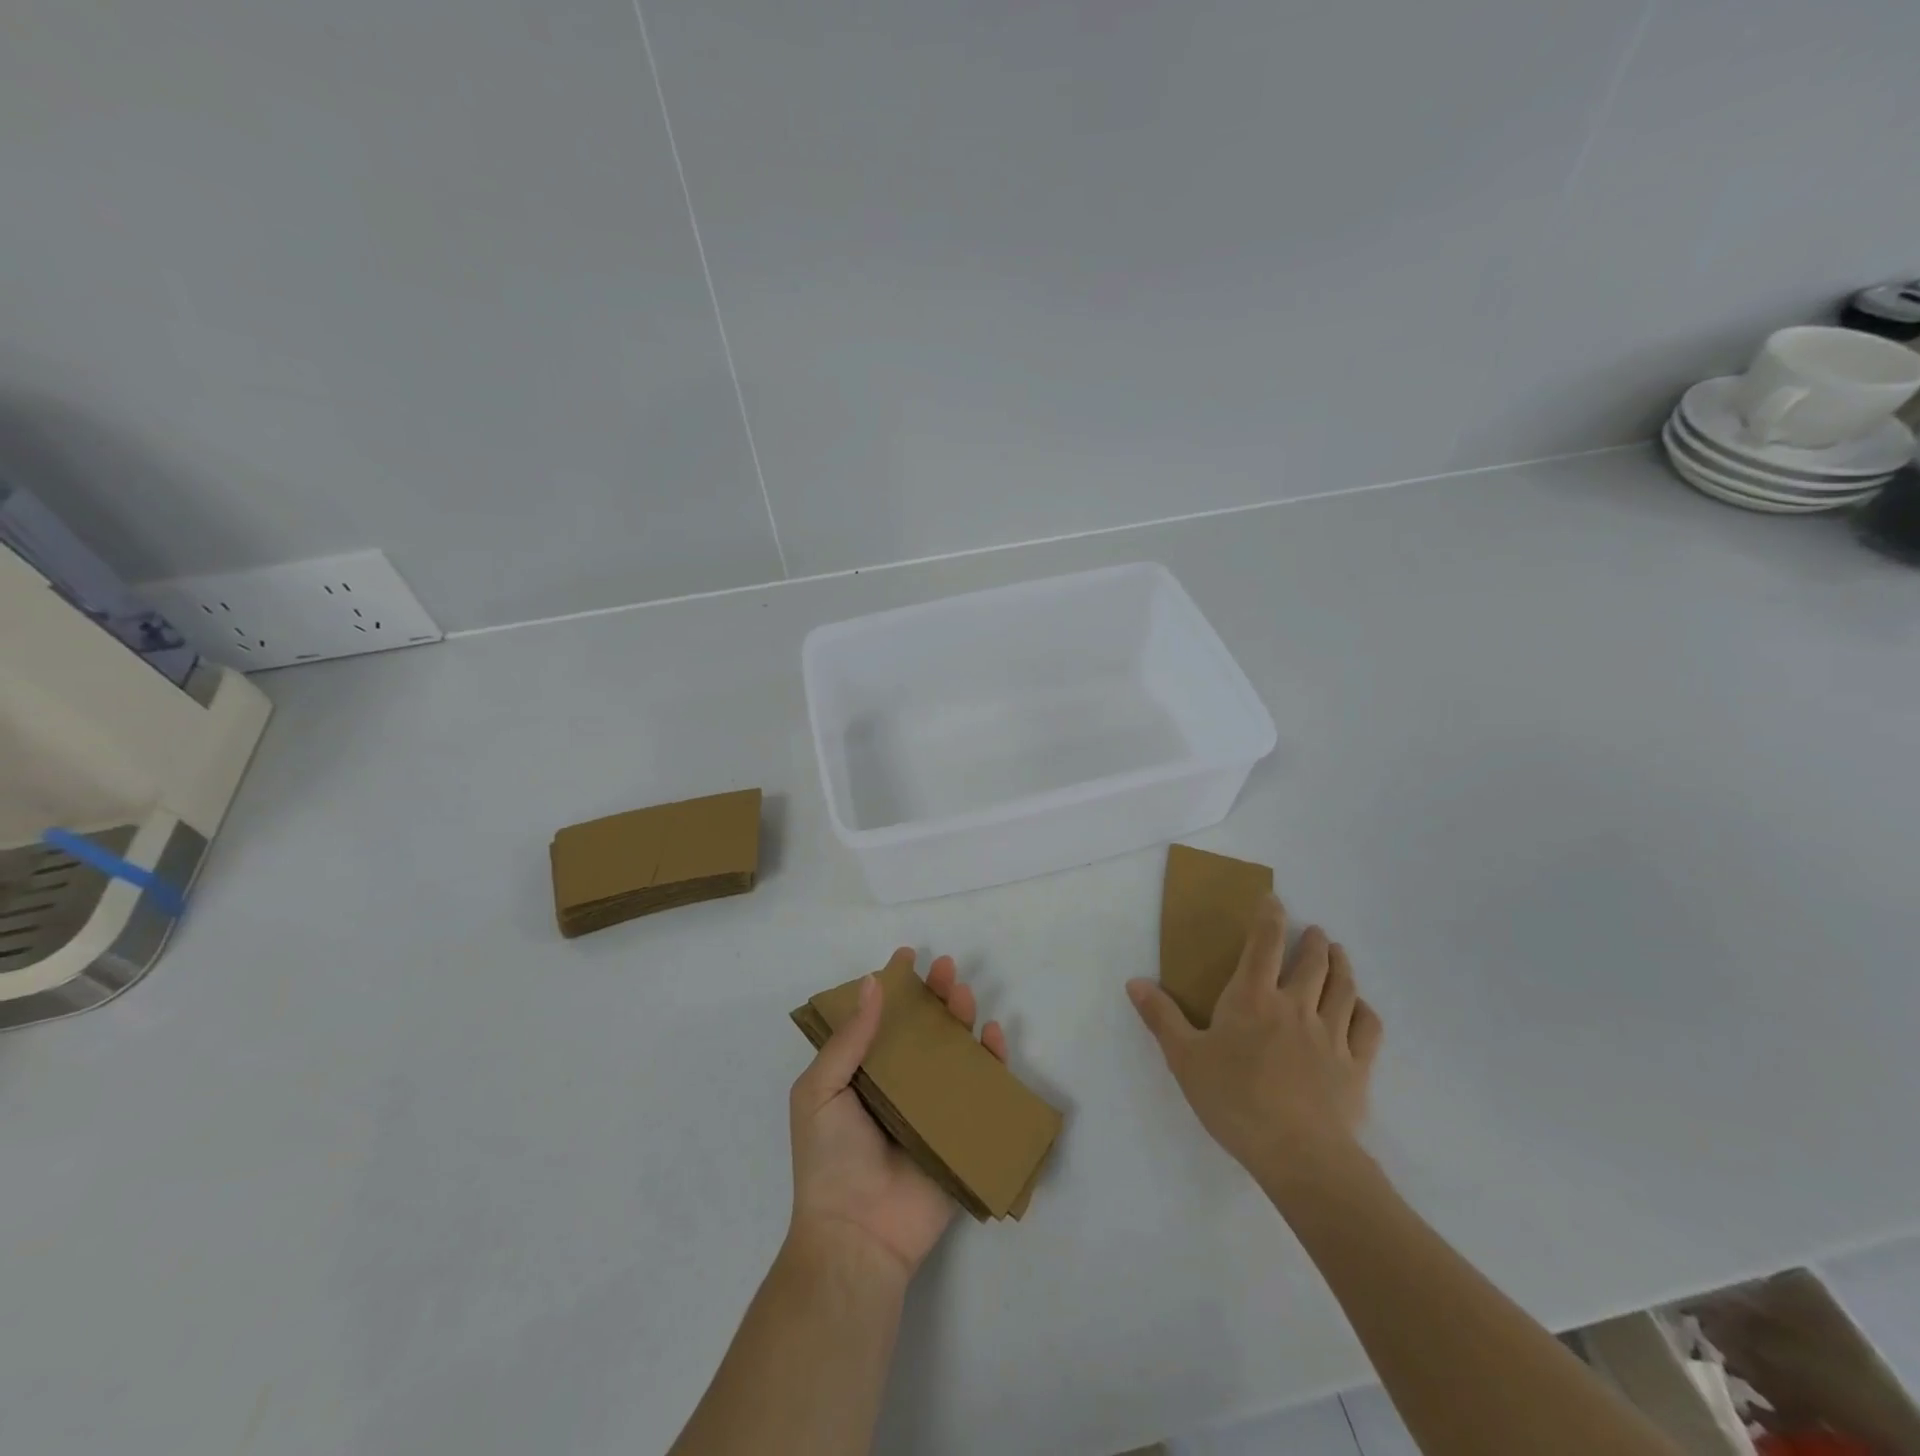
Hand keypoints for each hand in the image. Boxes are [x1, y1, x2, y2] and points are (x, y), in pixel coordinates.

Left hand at [787, 948, 1008, 1284]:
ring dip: (962, 1018)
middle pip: (923, 1029)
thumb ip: (848, 1041)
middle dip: (934, 995)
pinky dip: (992, 1061)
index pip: (880, 1020)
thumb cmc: (830, 1159)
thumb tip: (873, 984)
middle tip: (944, 970)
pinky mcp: (960, 1132)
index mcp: (863, 1074)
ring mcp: (932, 1107)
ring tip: (963, 994)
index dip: (893, 987)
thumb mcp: (819, 1091)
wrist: (857, 1235)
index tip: (906, 957)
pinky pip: (981, 1090)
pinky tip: (993, 1035)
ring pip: (954, 1051)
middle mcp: (899, 1084)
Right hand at [1126, 894, 1383, 1191]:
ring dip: (1342, 966)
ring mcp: (1331, 1035)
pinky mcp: (1357, 1066)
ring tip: (1339, 954)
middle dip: (1314, 941)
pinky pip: (1368, 1028)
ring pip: (1343, 988)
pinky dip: (1365, 1011)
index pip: (1264, 944)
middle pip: (1312, 962)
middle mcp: (1295, 1006)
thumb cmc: (1234, 1100)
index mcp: (1253, 998)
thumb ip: (1161, 1017)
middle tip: (1315, 932)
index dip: (1270, 917)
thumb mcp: (1184, 1058)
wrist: (1298, 1154)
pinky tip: (1361, 1008)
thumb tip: (1135, 981)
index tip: (1274, 900)